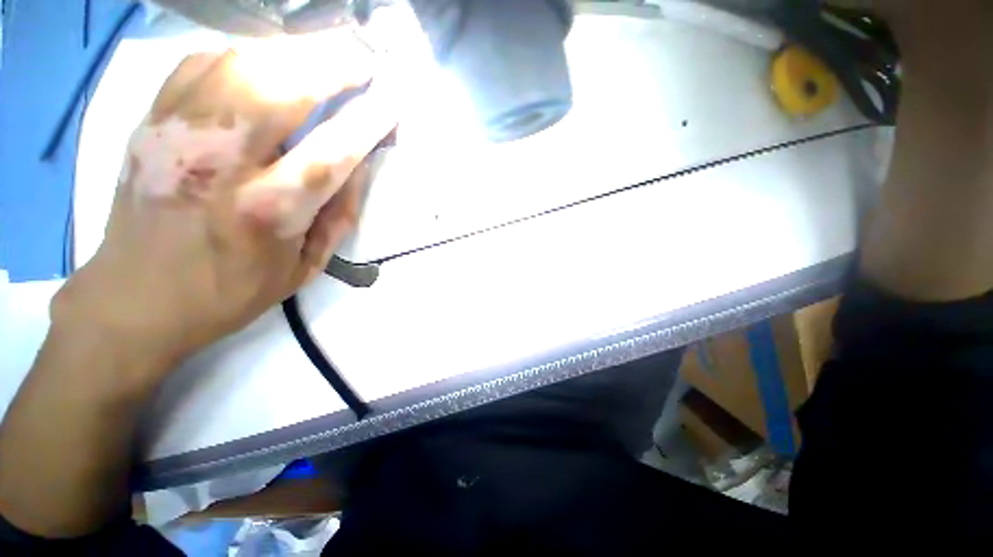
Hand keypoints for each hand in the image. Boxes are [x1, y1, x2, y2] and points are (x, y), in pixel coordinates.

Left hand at [54, 34, 396, 374]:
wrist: (138, 297)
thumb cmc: (233, 290)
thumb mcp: (306, 267)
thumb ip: (340, 213)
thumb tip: (360, 161)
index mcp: (268, 213)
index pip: (331, 153)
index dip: (368, 120)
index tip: (393, 100)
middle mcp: (219, 165)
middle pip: (280, 90)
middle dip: (332, 64)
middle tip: (365, 56)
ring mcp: (176, 135)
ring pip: (240, 65)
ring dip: (294, 51)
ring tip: (328, 52)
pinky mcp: (150, 121)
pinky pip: (203, 65)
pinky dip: (246, 55)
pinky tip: (268, 63)